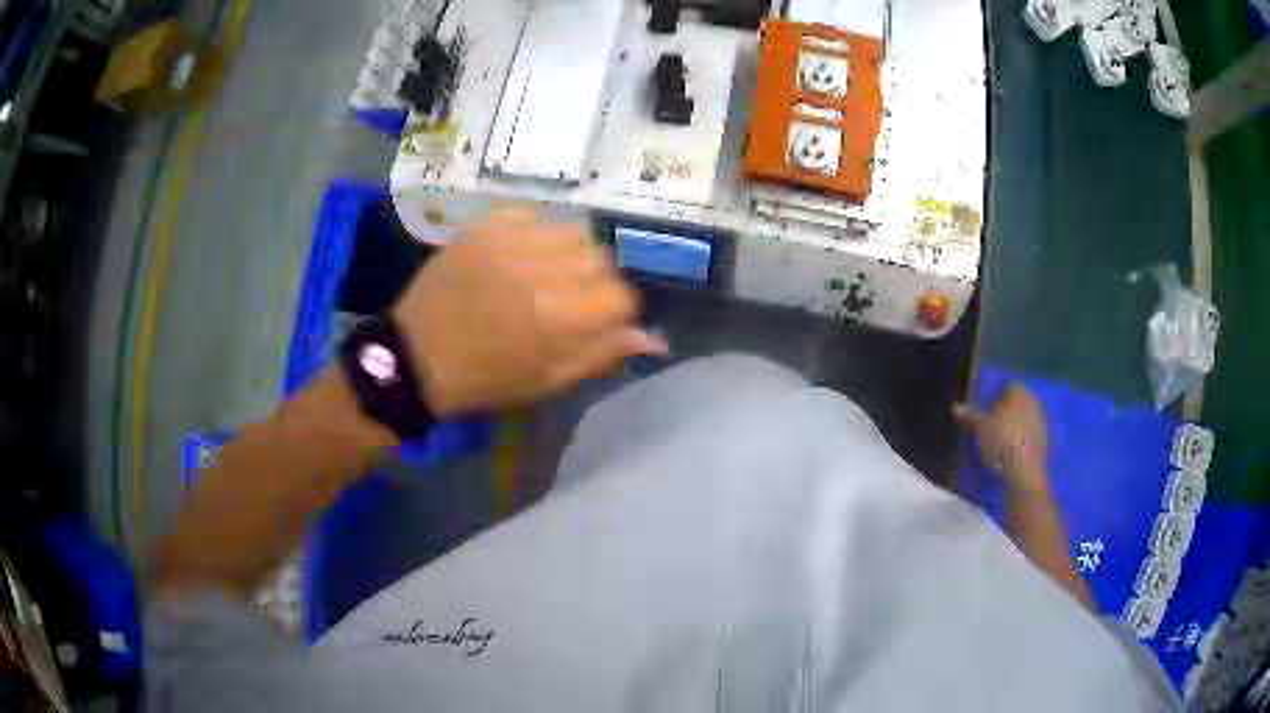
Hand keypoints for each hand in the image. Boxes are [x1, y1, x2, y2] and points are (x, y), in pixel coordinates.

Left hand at [393, 207, 667, 414]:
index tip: (601, 320)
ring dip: (570, 254)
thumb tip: (650, 338)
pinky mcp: (484, 227)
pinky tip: (523, 253)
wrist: (414, 356)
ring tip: (548, 272)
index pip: (620, 296)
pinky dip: (537, 231)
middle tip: (572, 299)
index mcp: (557, 320)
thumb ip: (600, 354)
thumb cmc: (483, 379)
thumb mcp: (546, 382)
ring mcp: (509, 242)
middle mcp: (539, 271)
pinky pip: (532, 214)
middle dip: (596, 281)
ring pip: (572, 232)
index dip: (617, 311)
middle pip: (600, 259)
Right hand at [955, 384, 1049, 492]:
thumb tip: (956, 407)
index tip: (985, 407)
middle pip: (1017, 402)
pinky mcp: (1044, 444)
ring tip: (998, 441)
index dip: (995, 395)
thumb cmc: (1001, 441)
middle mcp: (1034, 402)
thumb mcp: (980, 428)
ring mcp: (1041, 424)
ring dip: (1014, 427)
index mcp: (1020, 392)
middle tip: (990, 424)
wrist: (1024, 473)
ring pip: (1024, 419)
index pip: (1008, 385)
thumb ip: (970, 416)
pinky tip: (1009, 453)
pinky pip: (1029, 436)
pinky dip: (1020, 441)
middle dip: (1005, 411)